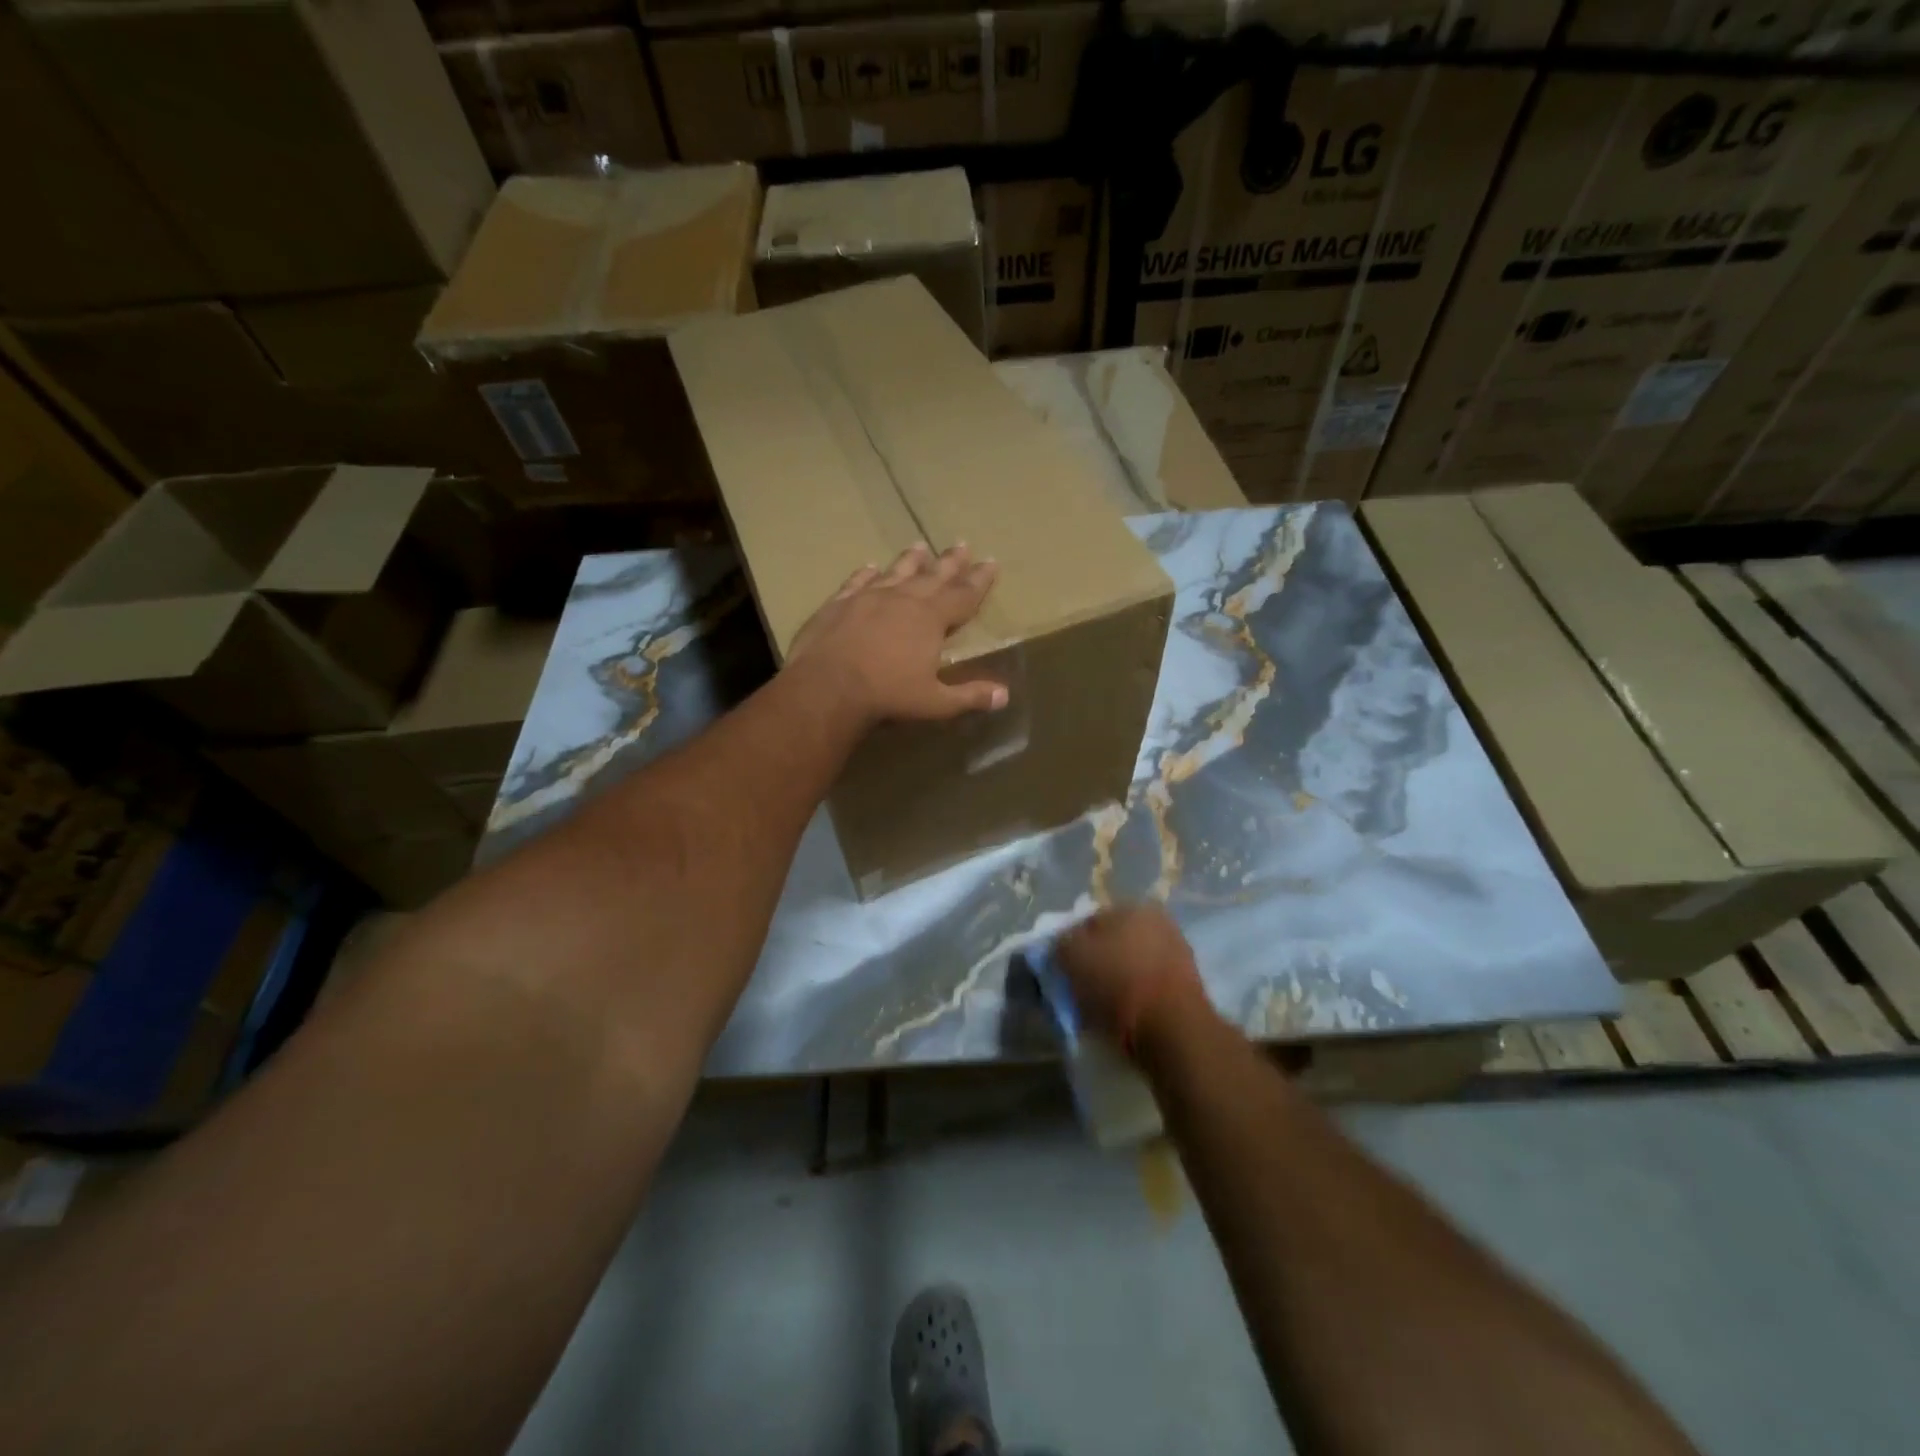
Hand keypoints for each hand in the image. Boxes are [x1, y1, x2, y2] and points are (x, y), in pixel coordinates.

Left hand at [787, 542, 1007, 724]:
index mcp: (931, 619)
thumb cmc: (887, 695)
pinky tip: (869, 567)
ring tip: (920, 546)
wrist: (827, 686)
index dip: (979, 581)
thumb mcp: (935, 702)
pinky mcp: (839, 603)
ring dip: (910, 561)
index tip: (991, 562)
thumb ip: (969, 696)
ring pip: (896, 572)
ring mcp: (868, 597)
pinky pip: (857, 582)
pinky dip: (866, 574)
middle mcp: (903, 599)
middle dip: (950, 562)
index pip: (963, 595)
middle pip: (933, 576)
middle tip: (962, 545)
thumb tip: (1004, 696)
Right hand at [1056, 904, 1209, 1054]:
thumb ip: (1061, 942)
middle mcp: (1159, 921)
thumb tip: (1062, 944)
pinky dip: (1136, 998)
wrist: (1173, 1029)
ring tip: (1101, 1007)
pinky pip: (1149, 987)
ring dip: (1117, 980)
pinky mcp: (1188, 986)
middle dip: (1097, 960)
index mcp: (1133, 905)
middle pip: (1113, 941)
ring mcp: (1178, 953)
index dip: (1072, 942)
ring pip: (1132, 964)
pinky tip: (1125, 1016)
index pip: (1090, 919)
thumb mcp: (1073, 956)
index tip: (1063, 968)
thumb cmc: (1119, 983)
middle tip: (1080, 986)